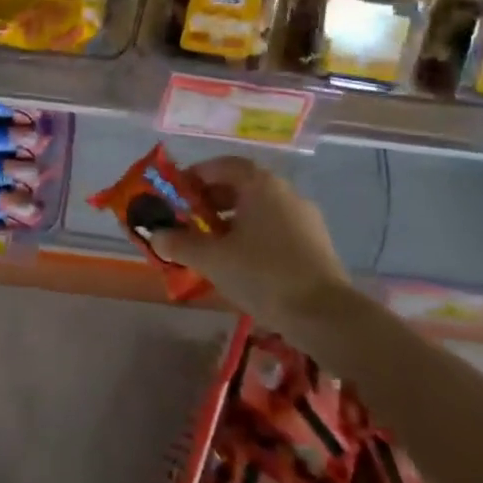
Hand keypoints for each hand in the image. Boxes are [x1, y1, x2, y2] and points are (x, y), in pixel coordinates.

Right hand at [151, 157, 348, 323]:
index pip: (221, 165)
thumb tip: (154, 236)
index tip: (177, 196)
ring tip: (213, 246)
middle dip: (211, 201)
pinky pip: (276, 227)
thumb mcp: (212, 259)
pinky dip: (255, 236)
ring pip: (259, 208)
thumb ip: (180, 244)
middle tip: (190, 221)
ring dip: (232, 220)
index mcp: (259, 183)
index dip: (195, 177)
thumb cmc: (264, 274)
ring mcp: (304, 217)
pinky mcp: (316, 242)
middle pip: (240, 185)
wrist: (327, 316)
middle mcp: (284, 191)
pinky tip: (243, 264)